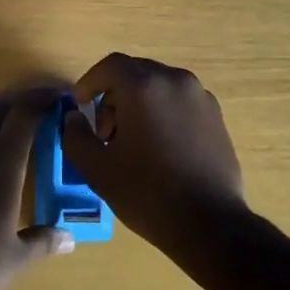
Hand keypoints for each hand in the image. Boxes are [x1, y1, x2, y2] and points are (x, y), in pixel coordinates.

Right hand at [61, 53, 247, 259]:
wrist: (210, 224)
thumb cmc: (148, 193)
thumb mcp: (98, 169)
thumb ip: (76, 136)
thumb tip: (73, 118)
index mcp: (144, 86)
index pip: (110, 66)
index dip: (90, 82)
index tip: (80, 105)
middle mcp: (175, 80)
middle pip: (135, 74)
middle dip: (114, 97)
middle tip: (106, 134)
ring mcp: (200, 97)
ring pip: (159, 87)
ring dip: (139, 105)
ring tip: (134, 145)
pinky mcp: (216, 116)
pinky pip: (180, 102)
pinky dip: (163, 113)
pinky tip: (161, 149)